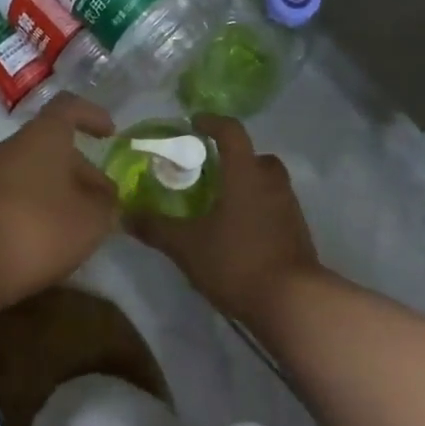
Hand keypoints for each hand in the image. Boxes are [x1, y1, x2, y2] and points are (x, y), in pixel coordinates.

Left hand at [0, 93, 119, 310]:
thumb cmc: (38, 228)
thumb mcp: (91, 220)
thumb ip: (107, 205)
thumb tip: (107, 198)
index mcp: (43, 135)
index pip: (69, 107)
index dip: (92, 116)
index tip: (111, 134)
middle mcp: (13, 146)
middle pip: (53, 145)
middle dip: (82, 170)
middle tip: (105, 200)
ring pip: (35, 172)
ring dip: (60, 191)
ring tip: (82, 224)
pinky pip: (16, 195)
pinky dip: (37, 208)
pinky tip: (50, 239)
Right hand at [131, 115, 321, 323]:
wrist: (293, 302)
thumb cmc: (237, 260)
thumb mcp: (187, 246)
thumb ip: (156, 228)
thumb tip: (126, 214)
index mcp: (245, 173)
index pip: (231, 131)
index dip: (212, 122)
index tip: (194, 123)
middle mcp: (271, 182)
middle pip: (255, 156)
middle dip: (234, 158)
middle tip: (210, 171)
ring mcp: (289, 207)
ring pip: (268, 183)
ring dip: (248, 185)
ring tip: (222, 204)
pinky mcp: (298, 232)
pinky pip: (275, 208)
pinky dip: (258, 210)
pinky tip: (240, 233)